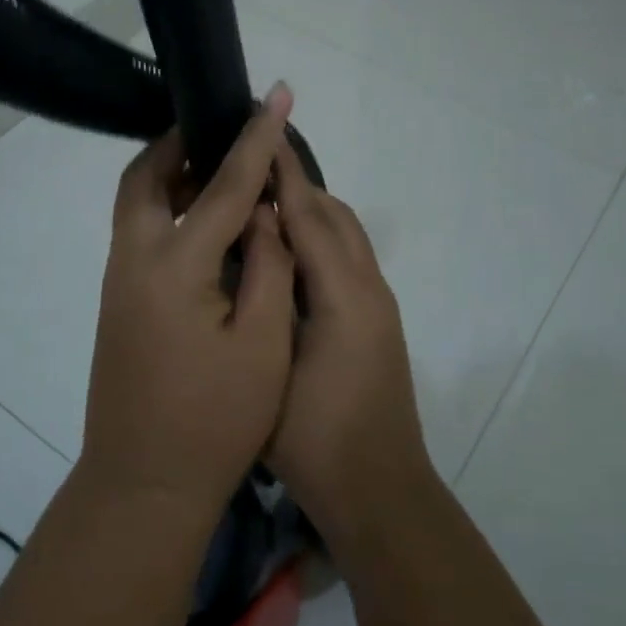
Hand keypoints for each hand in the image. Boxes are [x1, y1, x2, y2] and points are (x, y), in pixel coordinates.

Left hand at [79, 85, 297, 522]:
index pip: (221, 185)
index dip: (255, 139)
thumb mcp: (262, 344)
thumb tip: (263, 212)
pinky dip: (167, 209)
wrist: (144, 484)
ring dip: (171, 175)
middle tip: (224, 129)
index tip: (277, 96)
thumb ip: (267, 266)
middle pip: (146, 177)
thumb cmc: (215, 421)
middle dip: (181, 143)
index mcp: (174, 267)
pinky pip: (138, 232)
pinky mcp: (118, 303)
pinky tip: (204, 225)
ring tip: (219, 169)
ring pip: (136, 203)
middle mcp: (133, 261)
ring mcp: (118, 282)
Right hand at [268, 137, 435, 551]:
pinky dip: (318, 240)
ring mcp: (377, 307)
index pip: (310, 216)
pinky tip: (284, 254)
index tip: (258, 134)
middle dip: (296, 185)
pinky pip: (347, 260)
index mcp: (346, 295)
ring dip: (309, 211)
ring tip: (261, 203)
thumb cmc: (316, 438)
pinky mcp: (374, 324)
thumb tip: (253, 243)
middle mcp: (369, 289)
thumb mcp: (276, 367)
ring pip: (345, 237)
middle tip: (248, 168)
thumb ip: (266, 298)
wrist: (377, 491)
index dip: (283, 175)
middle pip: (335, 216)